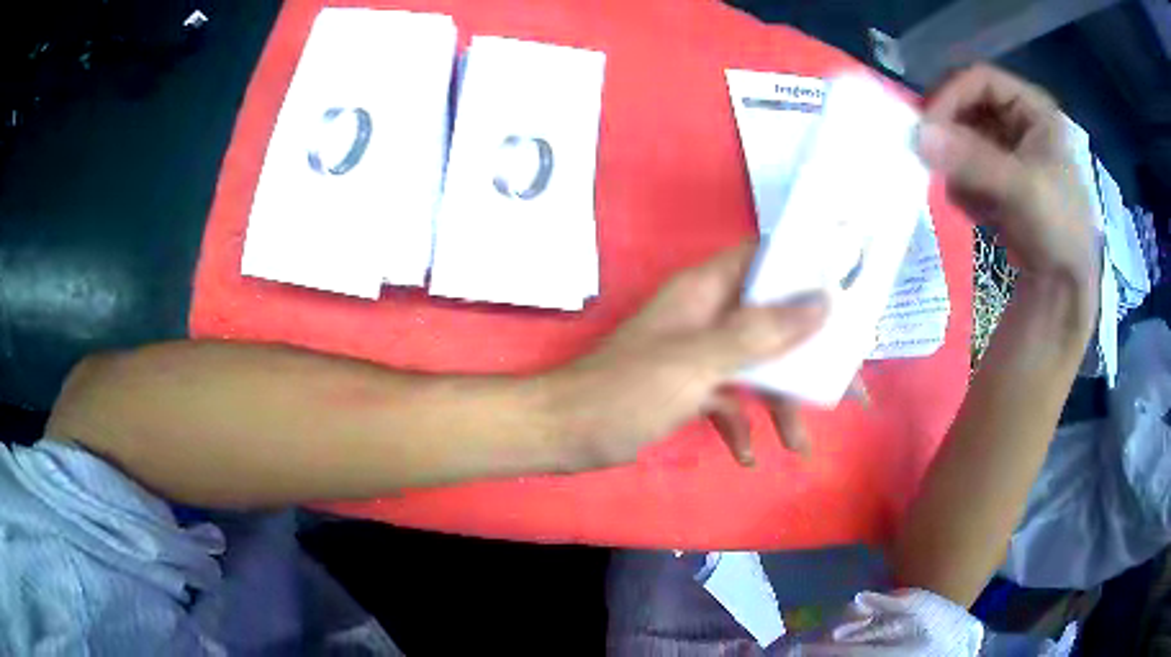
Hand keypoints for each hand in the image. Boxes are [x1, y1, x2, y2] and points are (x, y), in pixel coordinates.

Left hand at [541, 243, 826, 469]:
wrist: (563, 433)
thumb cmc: (627, 391)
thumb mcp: (699, 361)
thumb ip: (761, 331)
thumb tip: (822, 301)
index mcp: (706, 291)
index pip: (764, 259)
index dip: (805, 268)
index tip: (847, 292)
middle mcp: (706, 315)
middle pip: (773, 322)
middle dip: (810, 358)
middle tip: (851, 390)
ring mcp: (697, 354)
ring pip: (756, 368)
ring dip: (780, 405)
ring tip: (800, 448)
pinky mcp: (686, 389)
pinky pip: (728, 400)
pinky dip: (740, 425)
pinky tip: (744, 456)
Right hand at [915, 64, 1097, 286]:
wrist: (1065, 288)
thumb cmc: (1057, 229)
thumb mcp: (1021, 190)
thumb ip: (972, 160)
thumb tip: (916, 135)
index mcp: (1034, 109)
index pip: (980, 80)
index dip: (953, 95)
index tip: (928, 125)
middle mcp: (1020, 121)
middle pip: (970, 106)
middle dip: (952, 135)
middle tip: (932, 158)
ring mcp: (1009, 151)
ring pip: (965, 139)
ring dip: (958, 167)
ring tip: (970, 199)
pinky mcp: (1000, 179)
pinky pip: (968, 168)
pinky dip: (965, 188)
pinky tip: (980, 213)